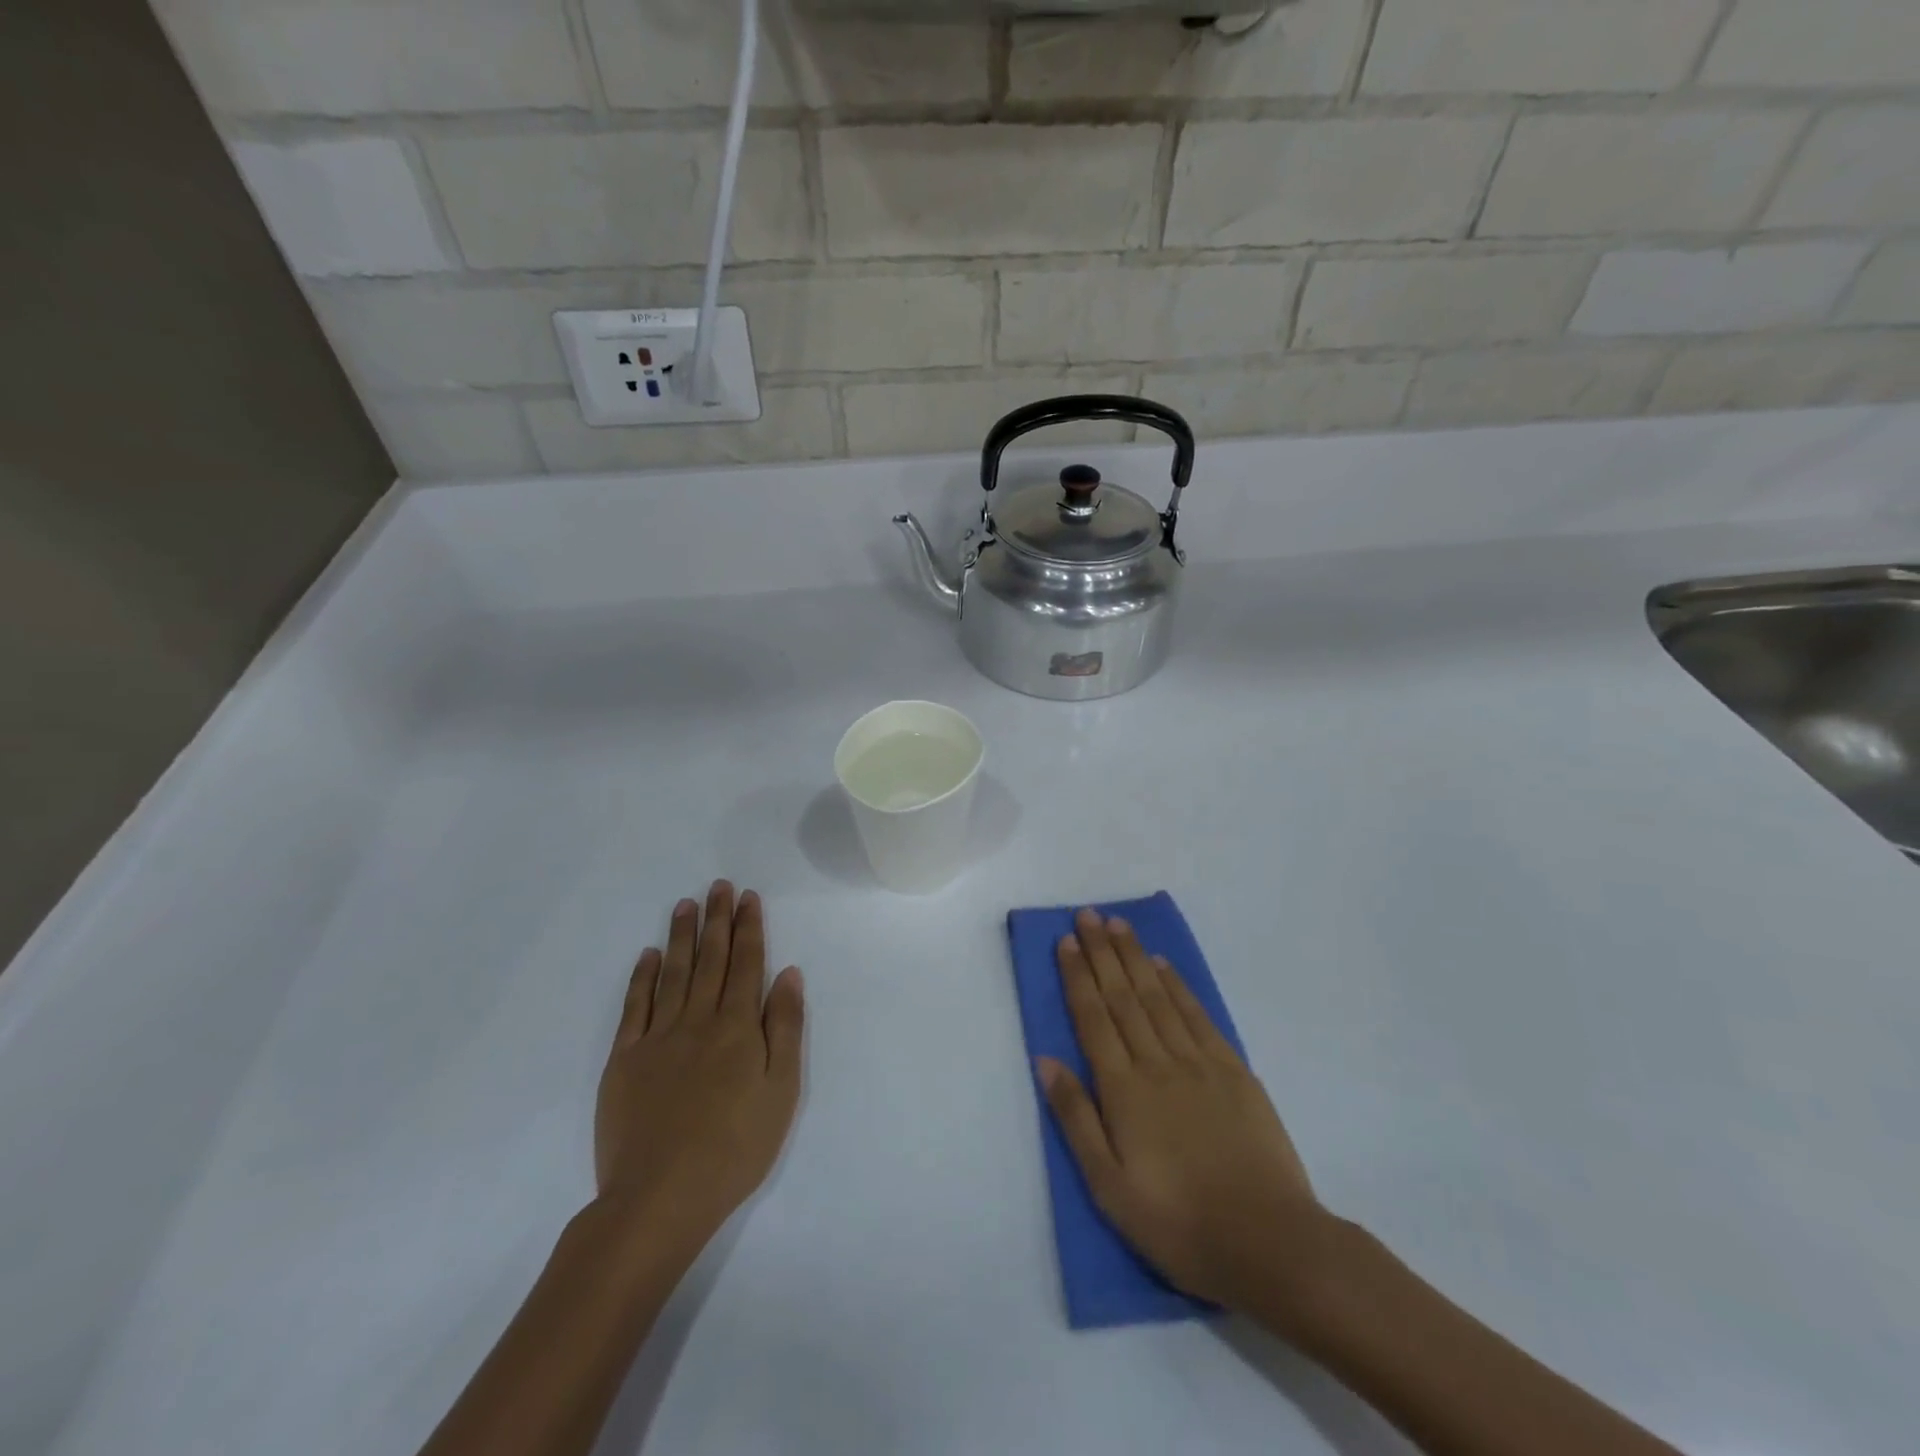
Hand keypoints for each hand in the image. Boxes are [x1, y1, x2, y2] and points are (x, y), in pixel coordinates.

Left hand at [594, 881, 804, 1253]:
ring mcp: (657, 1038)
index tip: (747, 897)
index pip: (746, 964)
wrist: (660, 1198)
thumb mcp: (781, 1091)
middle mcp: (698, 1020)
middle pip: (711, 960)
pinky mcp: (624, 1060)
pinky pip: (634, 1007)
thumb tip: (788, 974)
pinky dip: (641, 977)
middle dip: (717, 919)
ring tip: (685, 904)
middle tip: (718, 886)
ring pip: (672, 973)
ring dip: (681, 936)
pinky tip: (648, 955)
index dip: (748, 928)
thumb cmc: (735, 1147)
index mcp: (737, 1027)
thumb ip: (785, 1028)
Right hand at [1038, 909, 1325, 1311]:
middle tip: (1088, 915)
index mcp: (1123, 1090)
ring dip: (1135, 957)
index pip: (1093, 1018)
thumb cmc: (1178, 1222)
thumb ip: (1075, 1118)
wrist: (1269, 1241)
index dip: (1077, 976)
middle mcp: (1157, 1062)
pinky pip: (1198, 1015)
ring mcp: (1198, 1062)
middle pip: (1123, 996)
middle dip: (1102, 952)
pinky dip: (1177, 986)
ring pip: (1158, 996)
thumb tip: (1046, 1060)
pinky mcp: (1233, 1070)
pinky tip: (1163, 966)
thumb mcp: (1109, 1187)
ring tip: (1118, 925)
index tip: (1066, 941)